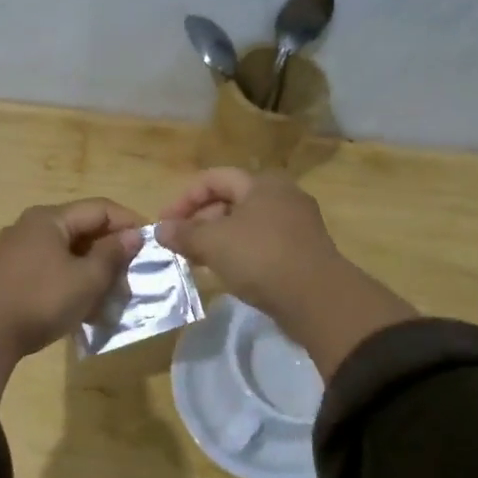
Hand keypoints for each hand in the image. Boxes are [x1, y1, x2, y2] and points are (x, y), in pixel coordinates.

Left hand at [0, 199, 145, 404]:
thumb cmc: (43, 300)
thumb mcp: (87, 279)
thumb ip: (113, 254)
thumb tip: (133, 236)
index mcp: (49, 218)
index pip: (99, 208)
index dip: (129, 222)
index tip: (151, 244)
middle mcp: (31, 226)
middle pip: (82, 229)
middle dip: (111, 250)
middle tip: (133, 273)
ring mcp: (17, 250)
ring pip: (67, 251)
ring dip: (93, 268)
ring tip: (112, 293)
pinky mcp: (11, 274)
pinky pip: (51, 267)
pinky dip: (72, 279)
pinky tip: (86, 304)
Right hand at [155, 168, 340, 319]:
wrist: (318, 299)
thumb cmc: (262, 257)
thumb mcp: (214, 243)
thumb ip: (184, 233)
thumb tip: (159, 230)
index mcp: (262, 183)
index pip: (213, 179)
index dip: (183, 199)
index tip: (164, 224)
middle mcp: (282, 196)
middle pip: (230, 201)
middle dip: (199, 221)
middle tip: (179, 245)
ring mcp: (295, 225)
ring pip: (244, 225)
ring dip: (216, 240)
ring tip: (196, 261)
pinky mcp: (301, 252)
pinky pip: (260, 244)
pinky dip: (238, 253)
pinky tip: (225, 273)